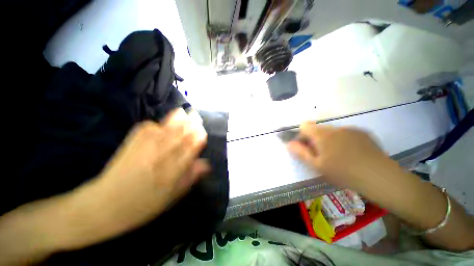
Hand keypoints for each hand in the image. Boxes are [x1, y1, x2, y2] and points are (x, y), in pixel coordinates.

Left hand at [64, 108, 209, 248]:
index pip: (192, 147)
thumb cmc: (143, 205)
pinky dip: (156, 124)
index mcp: (173, 169)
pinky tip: (160, 125)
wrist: (104, 205)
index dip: (199, 137)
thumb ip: (190, 177)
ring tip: (183, 112)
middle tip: (196, 116)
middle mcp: (162, 155)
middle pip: (180, 134)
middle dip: (190, 124)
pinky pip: (147, 128)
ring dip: (176, 119)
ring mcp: (145, 146)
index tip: (203, 133)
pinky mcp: (131, 143)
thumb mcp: (172, 196)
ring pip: (166, 127)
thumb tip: (206, 164)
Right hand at [287, 122, 390, 189]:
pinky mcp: (363, 133)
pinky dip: (342, 141)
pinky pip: (345, 134)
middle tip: (321, 156)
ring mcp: (351, 129)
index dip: (301, 136)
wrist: (381, 178)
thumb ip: (300, 152)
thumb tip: (289, 144)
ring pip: (332, 132)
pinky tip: (351, 155)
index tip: (305, 148)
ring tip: (337, 157)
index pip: (304, 126)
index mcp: (323, 134)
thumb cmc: (343, 173)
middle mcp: (335, 128)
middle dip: (314, 140)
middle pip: (318, 129)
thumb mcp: (317, 165)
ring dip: (328, 141)